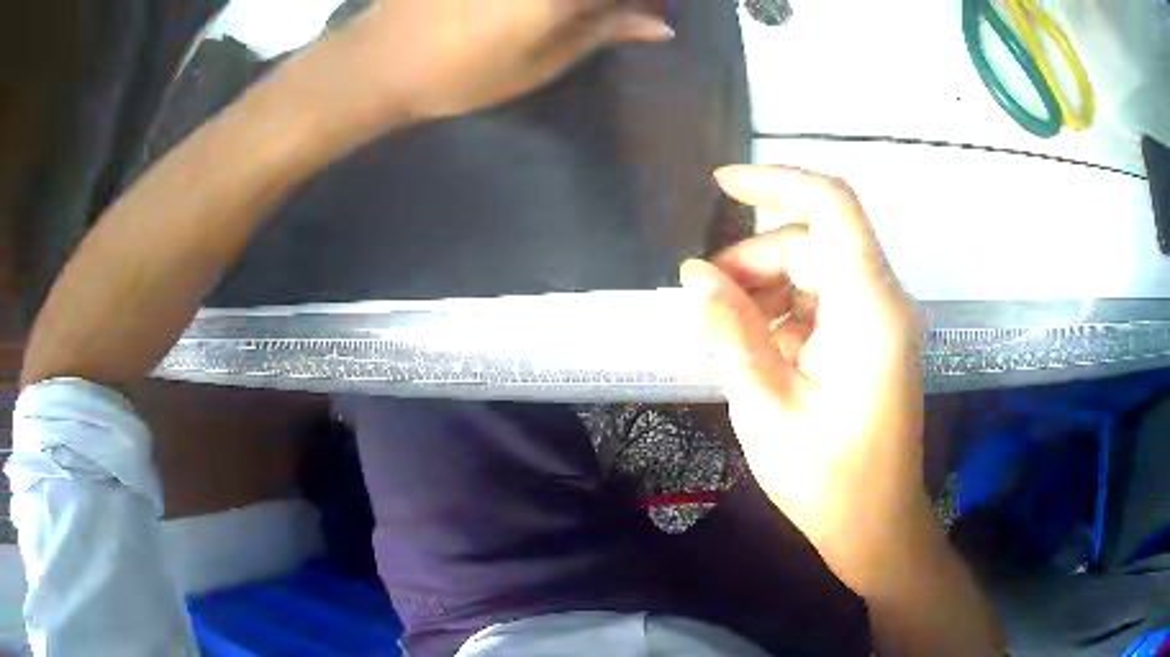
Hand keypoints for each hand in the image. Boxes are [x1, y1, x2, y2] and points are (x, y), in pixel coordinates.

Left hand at [323, 0, 673, 123]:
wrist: (379, 61)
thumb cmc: (462, 75)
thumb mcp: (540, 63)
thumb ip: (603, 31)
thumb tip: (660, 24)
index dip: (648, 1)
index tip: (652, 11)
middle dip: (620, 1)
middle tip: (621, 13)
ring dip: (582, 3)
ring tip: (562, 19)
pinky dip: (541, 2)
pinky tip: (534, 9)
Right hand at [681, 165, 928, 595]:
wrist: (875, 529)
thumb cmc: (827, 482)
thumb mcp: (766, 409)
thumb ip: (730, 334)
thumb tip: (693, 275)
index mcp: (869, 310)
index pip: (832, 206)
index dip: (777, 182)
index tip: (721, 185)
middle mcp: (883, 302)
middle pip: (812, 243)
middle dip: (752, 261)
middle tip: (702, 303)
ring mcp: (880, 321)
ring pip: (815, 271)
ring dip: (764, 289)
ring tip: (723, 333)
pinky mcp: (872, 341)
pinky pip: (822, 302)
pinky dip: (783, 313)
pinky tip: (755, 348)